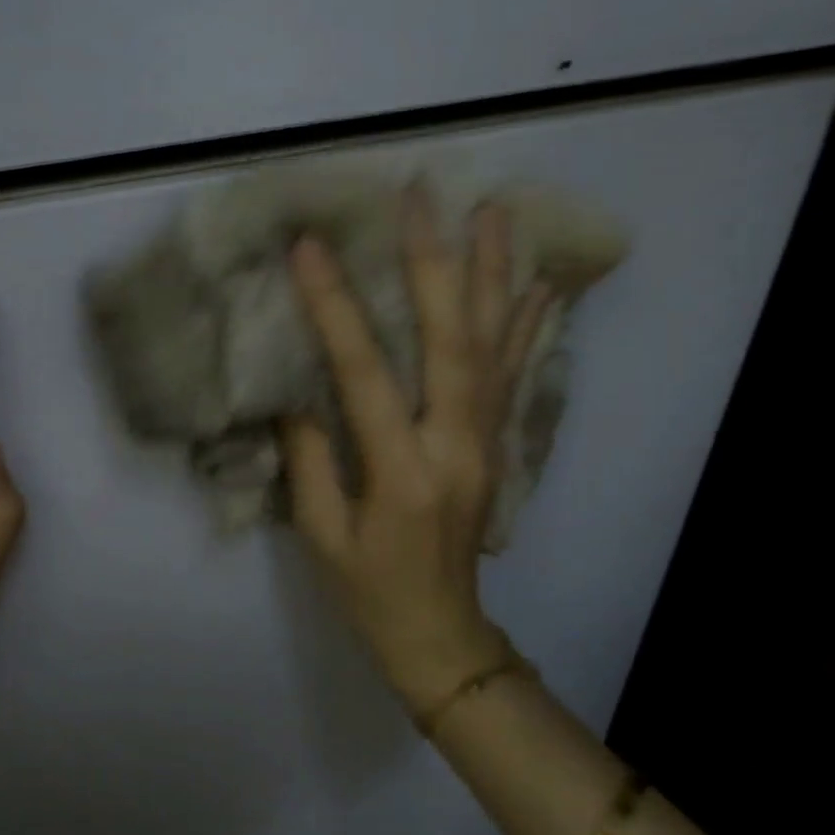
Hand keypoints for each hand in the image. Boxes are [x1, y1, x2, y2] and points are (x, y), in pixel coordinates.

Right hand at [281, 191, 550, 717]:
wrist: (443, 638)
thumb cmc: (368, 591)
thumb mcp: (320, 533)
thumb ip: (308, 455)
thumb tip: (296, 388)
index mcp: (401, 472)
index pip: (364, 374)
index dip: (335, 307)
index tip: (311, 247)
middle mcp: (455, 446)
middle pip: (451, 342)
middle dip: (434, 263)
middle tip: (423, 197)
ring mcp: (487, 443)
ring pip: (496, 346)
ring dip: (495, 275)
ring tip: (496, 212)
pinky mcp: (498, 445)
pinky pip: (518, 375)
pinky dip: (529, 324)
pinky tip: (538, 283)